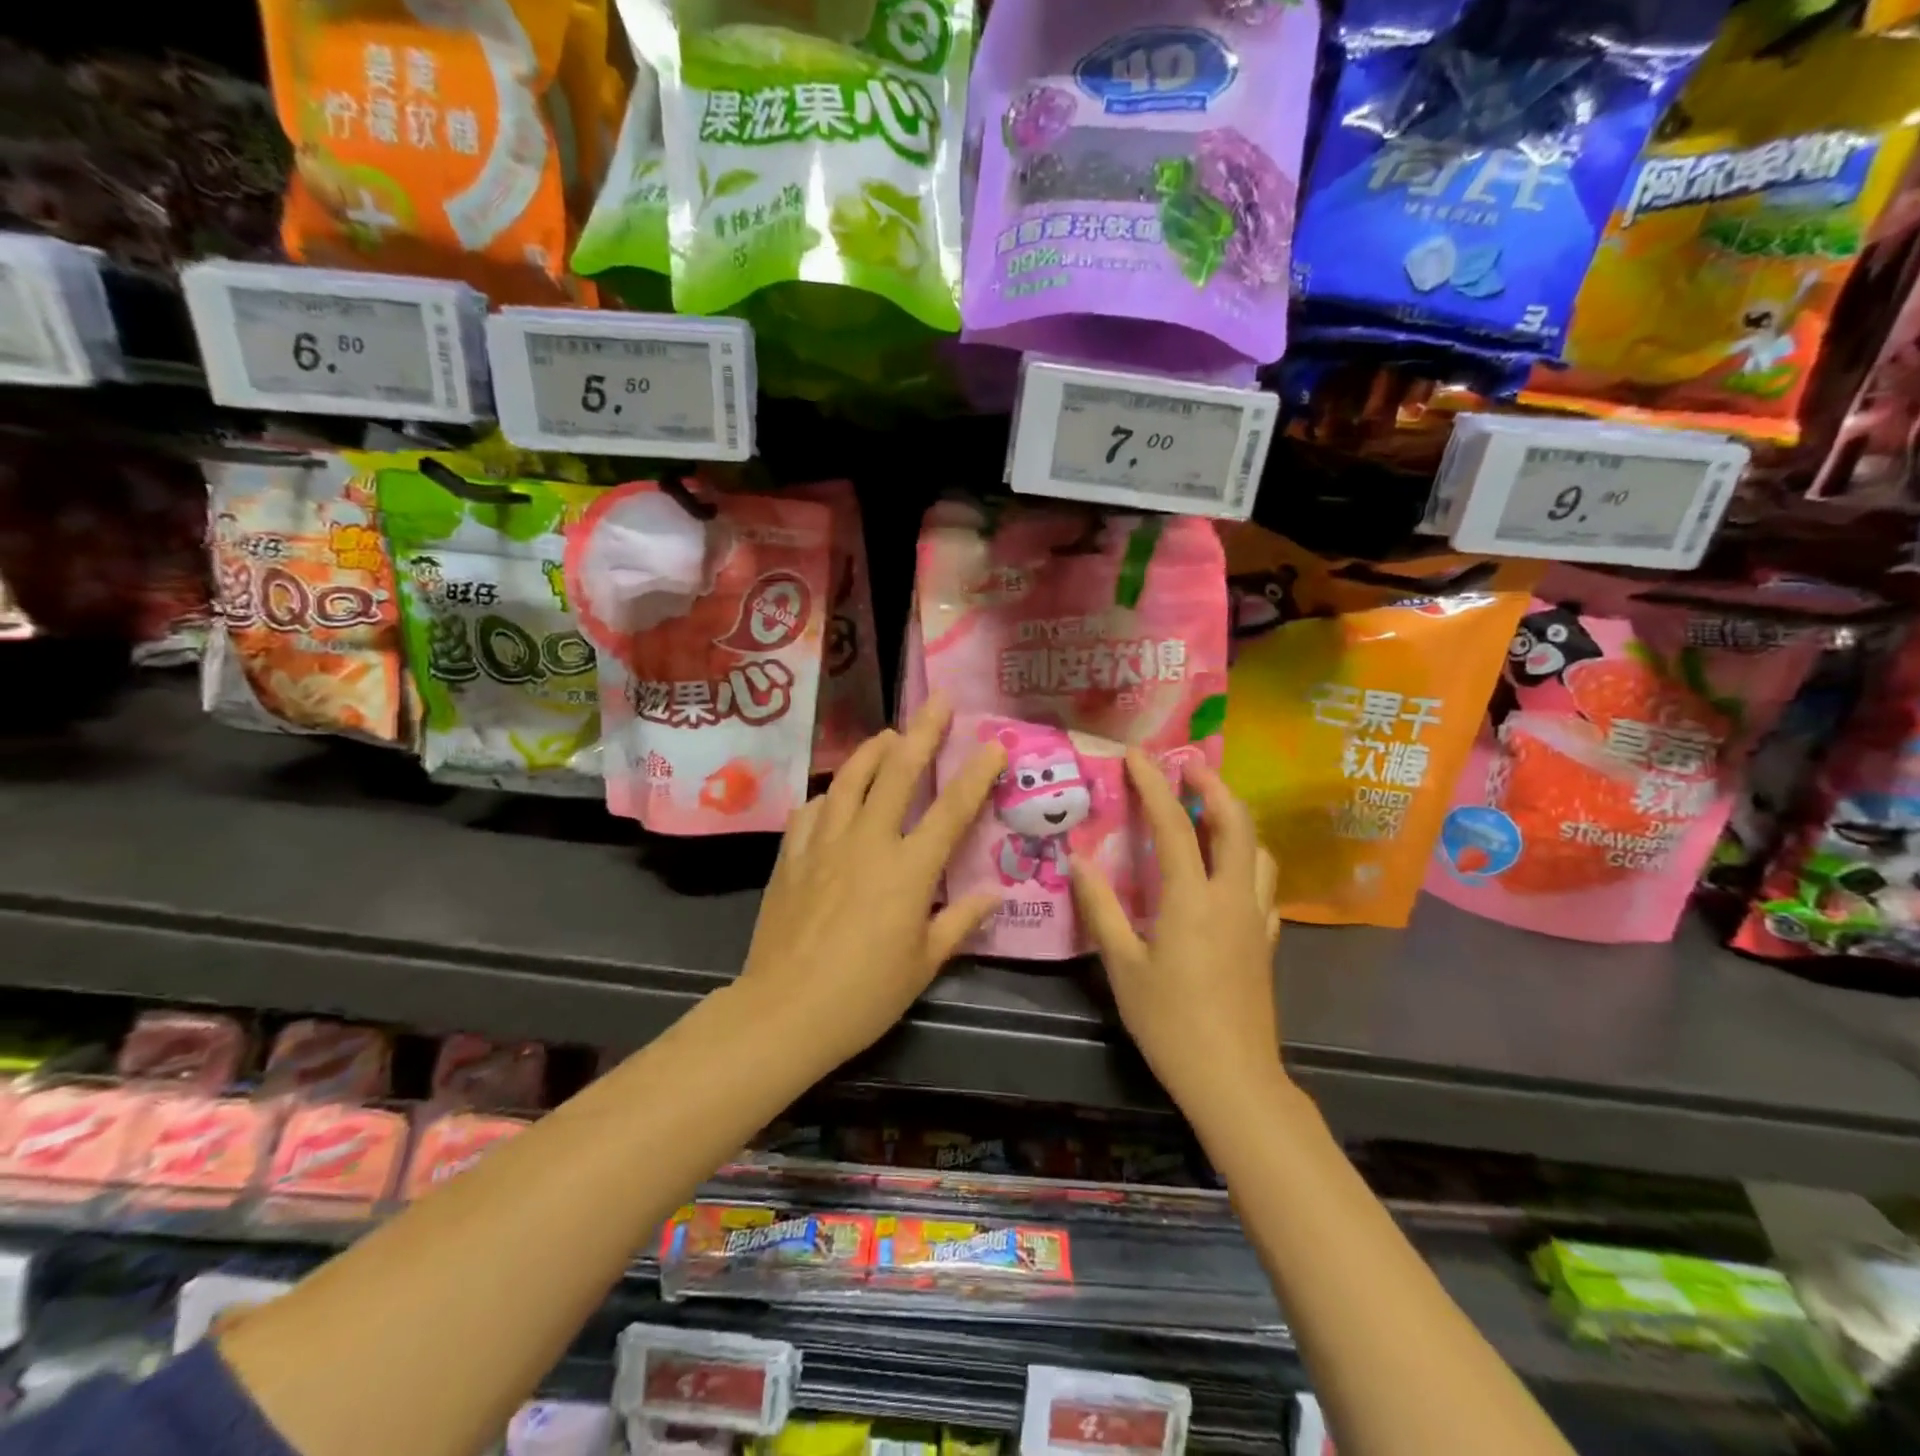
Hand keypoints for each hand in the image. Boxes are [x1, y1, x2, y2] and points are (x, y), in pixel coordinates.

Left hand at [736, 695, 1005, 1070]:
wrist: (784, 1011)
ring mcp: (824, 844)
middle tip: (938, 702)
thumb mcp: (923, 965)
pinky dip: (829, 795)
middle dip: (923, 732)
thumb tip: (994, 895)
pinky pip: (812, 810)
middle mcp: (868, 842)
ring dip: (872, 751)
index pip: (952, 810)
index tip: (994, 745)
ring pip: (850, 779)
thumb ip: (959, 922)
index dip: (976, 774)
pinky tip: (834, 796)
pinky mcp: (791, 856)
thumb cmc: (864, 994)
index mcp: (908, 870)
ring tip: (888, 734)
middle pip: (899, 773)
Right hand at [1071, 752, 1283, 1124]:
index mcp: (1192, 898)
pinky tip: (1228, 875)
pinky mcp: (1266, 943)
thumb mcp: (1122, 966)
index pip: (1174, 826)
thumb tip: (1079, 861)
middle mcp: (1231, 897)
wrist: (1233, 1079)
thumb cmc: (1170, 1022)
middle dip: (1213, 788)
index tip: (1137, 757)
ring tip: (1209, 813)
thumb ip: (1100, 909)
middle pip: (1236, 824)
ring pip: (1258, 852)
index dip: (1154, 786)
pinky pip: (1263, 888)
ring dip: (1236, 822)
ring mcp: (1255, 919)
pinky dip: (1247, 864)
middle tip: (1187, 769)